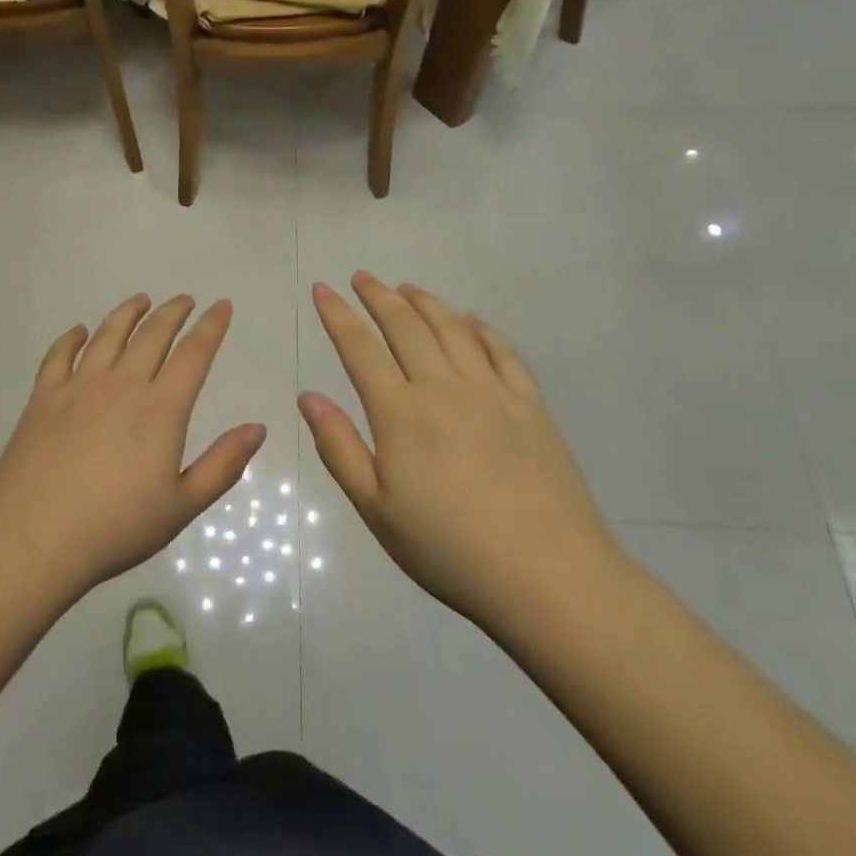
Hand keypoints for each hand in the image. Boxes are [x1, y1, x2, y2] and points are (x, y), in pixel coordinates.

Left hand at [0, 294, 265, 601]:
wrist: (33, 540)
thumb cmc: (115, 528)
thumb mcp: (182, 506)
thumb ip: (223, 464)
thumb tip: (258, 427)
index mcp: (160, 408)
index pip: (193, 354)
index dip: (211, 326)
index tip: (222, 305)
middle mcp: (122, 384)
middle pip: (152, 334)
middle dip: (173, 312)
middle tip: (185, 300)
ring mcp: (78, 387)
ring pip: (108, 335)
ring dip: (128, 313)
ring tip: (141, 300)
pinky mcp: (43, 398)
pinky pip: (59, 355)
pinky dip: (72, 337)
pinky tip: (80, 331)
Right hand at [299, 274, 625, 631]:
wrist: (548, 577)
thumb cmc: (450, 550)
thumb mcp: (377, 510)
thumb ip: (339, 447)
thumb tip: (307, 397)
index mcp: (401, 413)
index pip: (360, 349)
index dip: (338, 315)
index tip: (322, 289)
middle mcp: (444, 388)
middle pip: (406, 326)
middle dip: (379, 296)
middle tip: (362, 277)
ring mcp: (492, 392)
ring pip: (452, 329)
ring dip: (426, 303)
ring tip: (407, 288)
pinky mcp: (530, 406)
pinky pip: (503, 351)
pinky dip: (481, 328)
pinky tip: (471, 321)